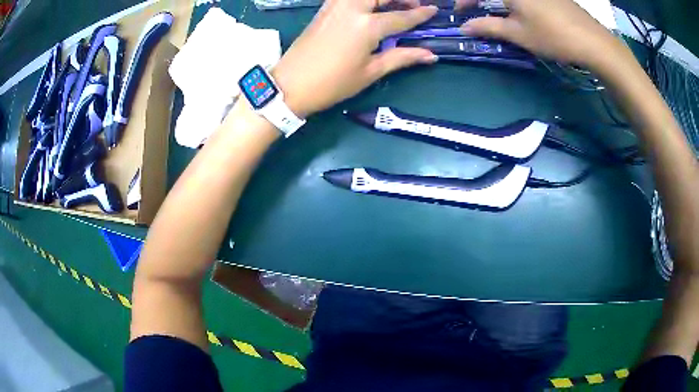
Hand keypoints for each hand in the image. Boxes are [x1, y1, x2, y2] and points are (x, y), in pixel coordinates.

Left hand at [271, 0, 438, 117]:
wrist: (290, 85)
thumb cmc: (332, 83)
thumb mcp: (370, 72)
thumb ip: (401, 58)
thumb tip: (430, 55)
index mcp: (367, 26)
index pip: (401, 16)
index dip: (420, 14)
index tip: (434, 10)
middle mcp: (351, 8)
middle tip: (414, 4)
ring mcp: (335, 5)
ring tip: (394, 4)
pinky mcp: (325, 8)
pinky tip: (371, 6)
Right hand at [457, 0, 623, 68]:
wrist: (592, 41)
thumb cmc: (553, 36)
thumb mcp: (519, 34)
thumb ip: (489, 27)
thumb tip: (466, 27)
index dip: (464, 0)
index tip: (459, 12)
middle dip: (480, 0)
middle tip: (476, 9)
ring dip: (498, 1)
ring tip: (496, 11)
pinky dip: (515, 1)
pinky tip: (519, 9)